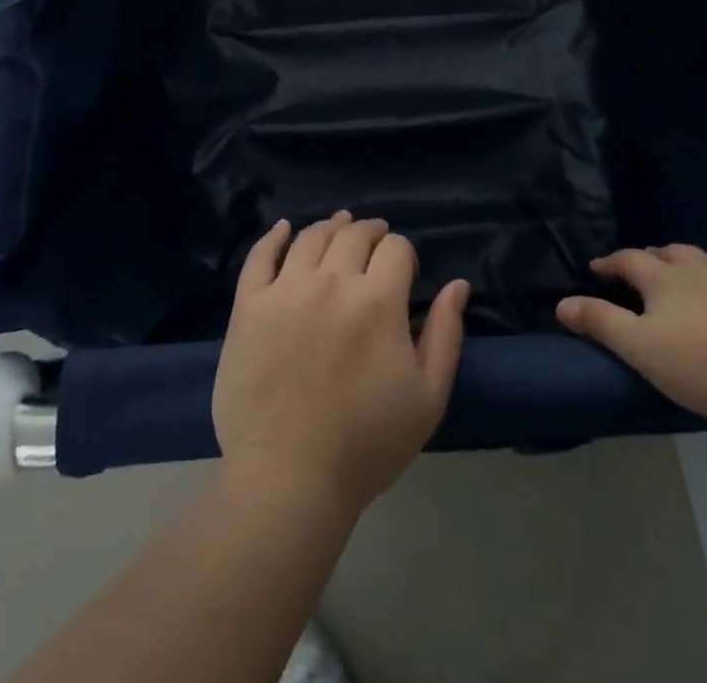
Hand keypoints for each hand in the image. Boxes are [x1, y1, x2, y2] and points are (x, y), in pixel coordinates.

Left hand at [213, 212, 469, 514]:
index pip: (396, 247)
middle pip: (354, 234)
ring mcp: (285, 290)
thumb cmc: (367, 443)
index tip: (404, 271)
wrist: (289, 479)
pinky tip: (284, 228)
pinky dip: (274, 235)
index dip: (404, 253)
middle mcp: (331, 281)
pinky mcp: (249, 305)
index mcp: (378, 301)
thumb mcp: (428, 396)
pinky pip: (260, 256)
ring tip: (338, 227)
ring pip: (311, 237)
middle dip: (370, 231)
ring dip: (331, 226)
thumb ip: (445, 333)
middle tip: (374, 239)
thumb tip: (458, 284)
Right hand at [556, 245, 706, 430]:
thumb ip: (602, 324)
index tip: (599, 268)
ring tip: (697, 288)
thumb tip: (562, 303)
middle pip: (672, 253)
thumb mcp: (644, 351)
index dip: (611, 263)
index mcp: (666, 278)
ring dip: (698, 271)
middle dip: (654, 259)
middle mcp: (704, 266)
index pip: (629, 259)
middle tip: (647, 273)